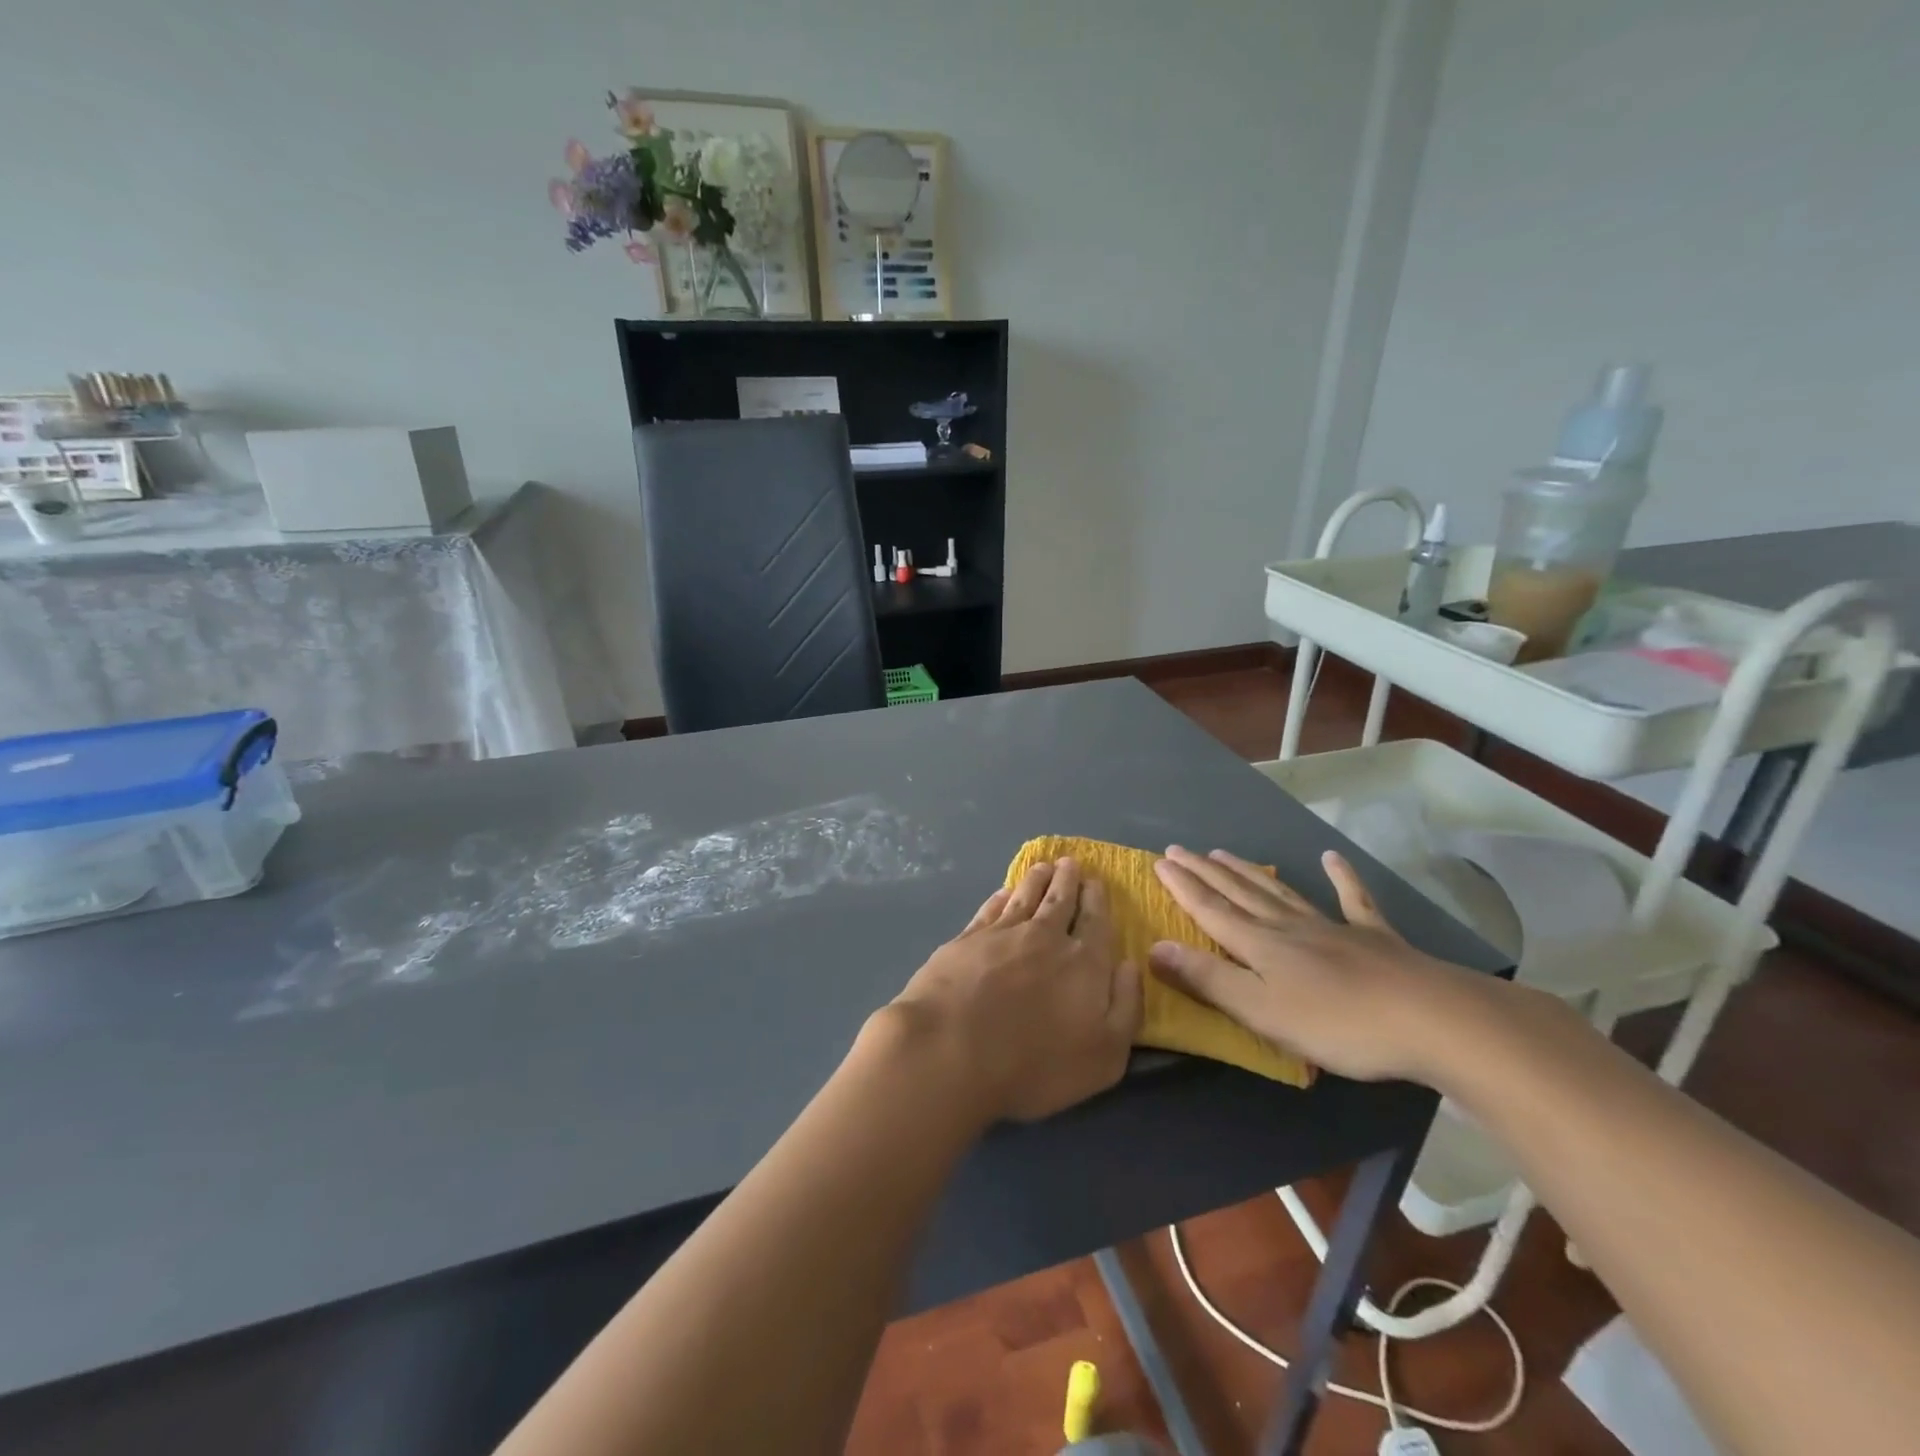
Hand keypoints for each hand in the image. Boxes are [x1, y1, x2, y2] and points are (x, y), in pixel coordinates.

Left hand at [885, 857, 1143, 1122]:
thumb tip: (1130, 965)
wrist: (952, 1049)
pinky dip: (1001, 897)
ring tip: (1042, 866)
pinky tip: (1003, 892)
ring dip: (1036, 879)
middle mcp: (1046, 937)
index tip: (1096, 881)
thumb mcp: (1104, 1055)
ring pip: (1026, 896)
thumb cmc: (1035, 1064)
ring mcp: (1003, 934)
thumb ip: (1126, 1007)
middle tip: (1070, 863)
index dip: (1097, 899)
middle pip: (1061, 900)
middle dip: (1068, 879)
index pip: (1096, 921)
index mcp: (1084, 962)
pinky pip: (991, 909)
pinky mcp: (967, 939)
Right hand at [1148, 845, 1493, 1083]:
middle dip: (1205, 872)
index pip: (1210, 911)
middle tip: (1180, 849)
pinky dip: (1341, 878)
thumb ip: (1208, 979)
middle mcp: (1289, 928)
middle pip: (1239, 894)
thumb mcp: (1262, 1010)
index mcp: (1261, 946)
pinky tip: (1332, 859)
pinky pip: (1353, 901)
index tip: (1159, 861)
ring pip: (1280, 893)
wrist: (1430, 1019)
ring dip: (1249, 873)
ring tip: (1224, 853)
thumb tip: (1154, 947)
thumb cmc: (1338, 1023)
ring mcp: (1332, 928)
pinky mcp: (1374, 938)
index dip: (1183, 887)